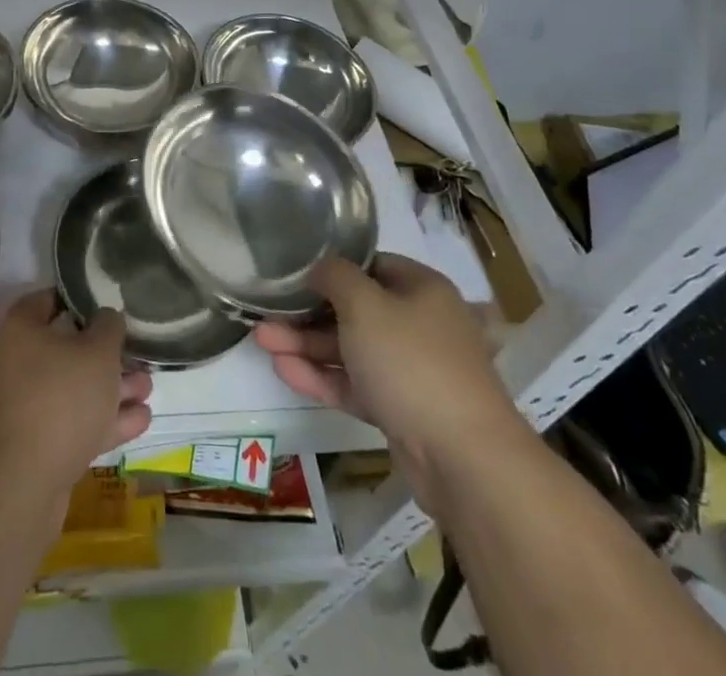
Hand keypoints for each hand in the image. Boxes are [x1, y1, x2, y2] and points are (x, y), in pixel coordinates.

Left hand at [0, 291, 153, 497]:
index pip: (47, 300)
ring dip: (112, 389)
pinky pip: (73, 422)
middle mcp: (16, 364)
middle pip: (66, 349)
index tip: (106, 302)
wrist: (22, 484)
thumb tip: (106, 318)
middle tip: (137, 354)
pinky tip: (140, 420)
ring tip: (147, 388)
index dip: (78, 298)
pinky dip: (104, 420)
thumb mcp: (97, 352)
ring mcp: (24, 408)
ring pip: (73, 389)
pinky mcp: (36, 446)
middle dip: (106, 354)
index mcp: (20, 331)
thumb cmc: (60, 399)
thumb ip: (108, 327)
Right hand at [254, 255, 524, 479]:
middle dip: (309, 313)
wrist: (464, 459)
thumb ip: (336, 277)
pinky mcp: (401, 410)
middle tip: (268, 313)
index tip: (296, 273)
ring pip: (351, 349)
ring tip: (261, 341)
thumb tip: (321, 267)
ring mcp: (412, 371)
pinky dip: (323, 376)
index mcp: (422, 289)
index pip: (372, 265)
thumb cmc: (412, 361)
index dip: (334, 267)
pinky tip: (284, 371)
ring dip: (308, 345)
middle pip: (356, 310)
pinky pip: (356, 384)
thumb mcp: (365, 304)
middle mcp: (420, 324)